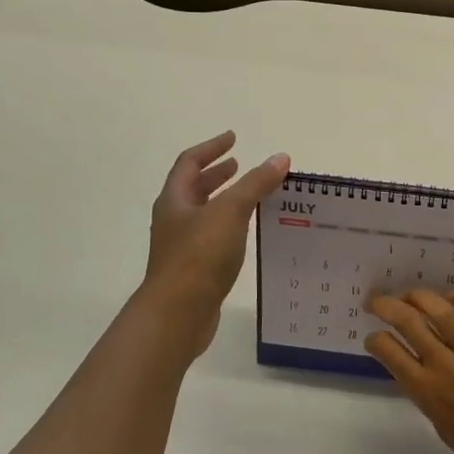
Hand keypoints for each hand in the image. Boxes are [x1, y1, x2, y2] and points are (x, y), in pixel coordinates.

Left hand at [143, 131, 289, 355]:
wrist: (177, 314)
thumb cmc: (199, 257)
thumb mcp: (230, 212)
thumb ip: (255, 184)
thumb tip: (280, 157)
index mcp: (174, 200)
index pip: (189, 163)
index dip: (211, 148)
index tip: (233, 138)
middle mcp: (173, 220)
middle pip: (193, 188)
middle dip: (216, 175)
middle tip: (239, 165)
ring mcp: (180, 247)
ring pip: (203, 215)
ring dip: (224, 201)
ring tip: (249, 198)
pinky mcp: (192, 271)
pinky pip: (212, 238)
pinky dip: (229, 227)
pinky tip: (246, 234)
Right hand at [365, 289, 453, 453]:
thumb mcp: (443, 429)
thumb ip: (429, 397)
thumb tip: (420, 370)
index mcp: (429, 393)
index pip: (389, 352)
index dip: (375, 339)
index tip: (373, 337)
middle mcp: (447, 369)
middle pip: (408, 323)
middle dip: (385, 305)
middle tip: (376, 300)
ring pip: (442, 312)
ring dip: (418, 296)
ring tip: (409, 293)